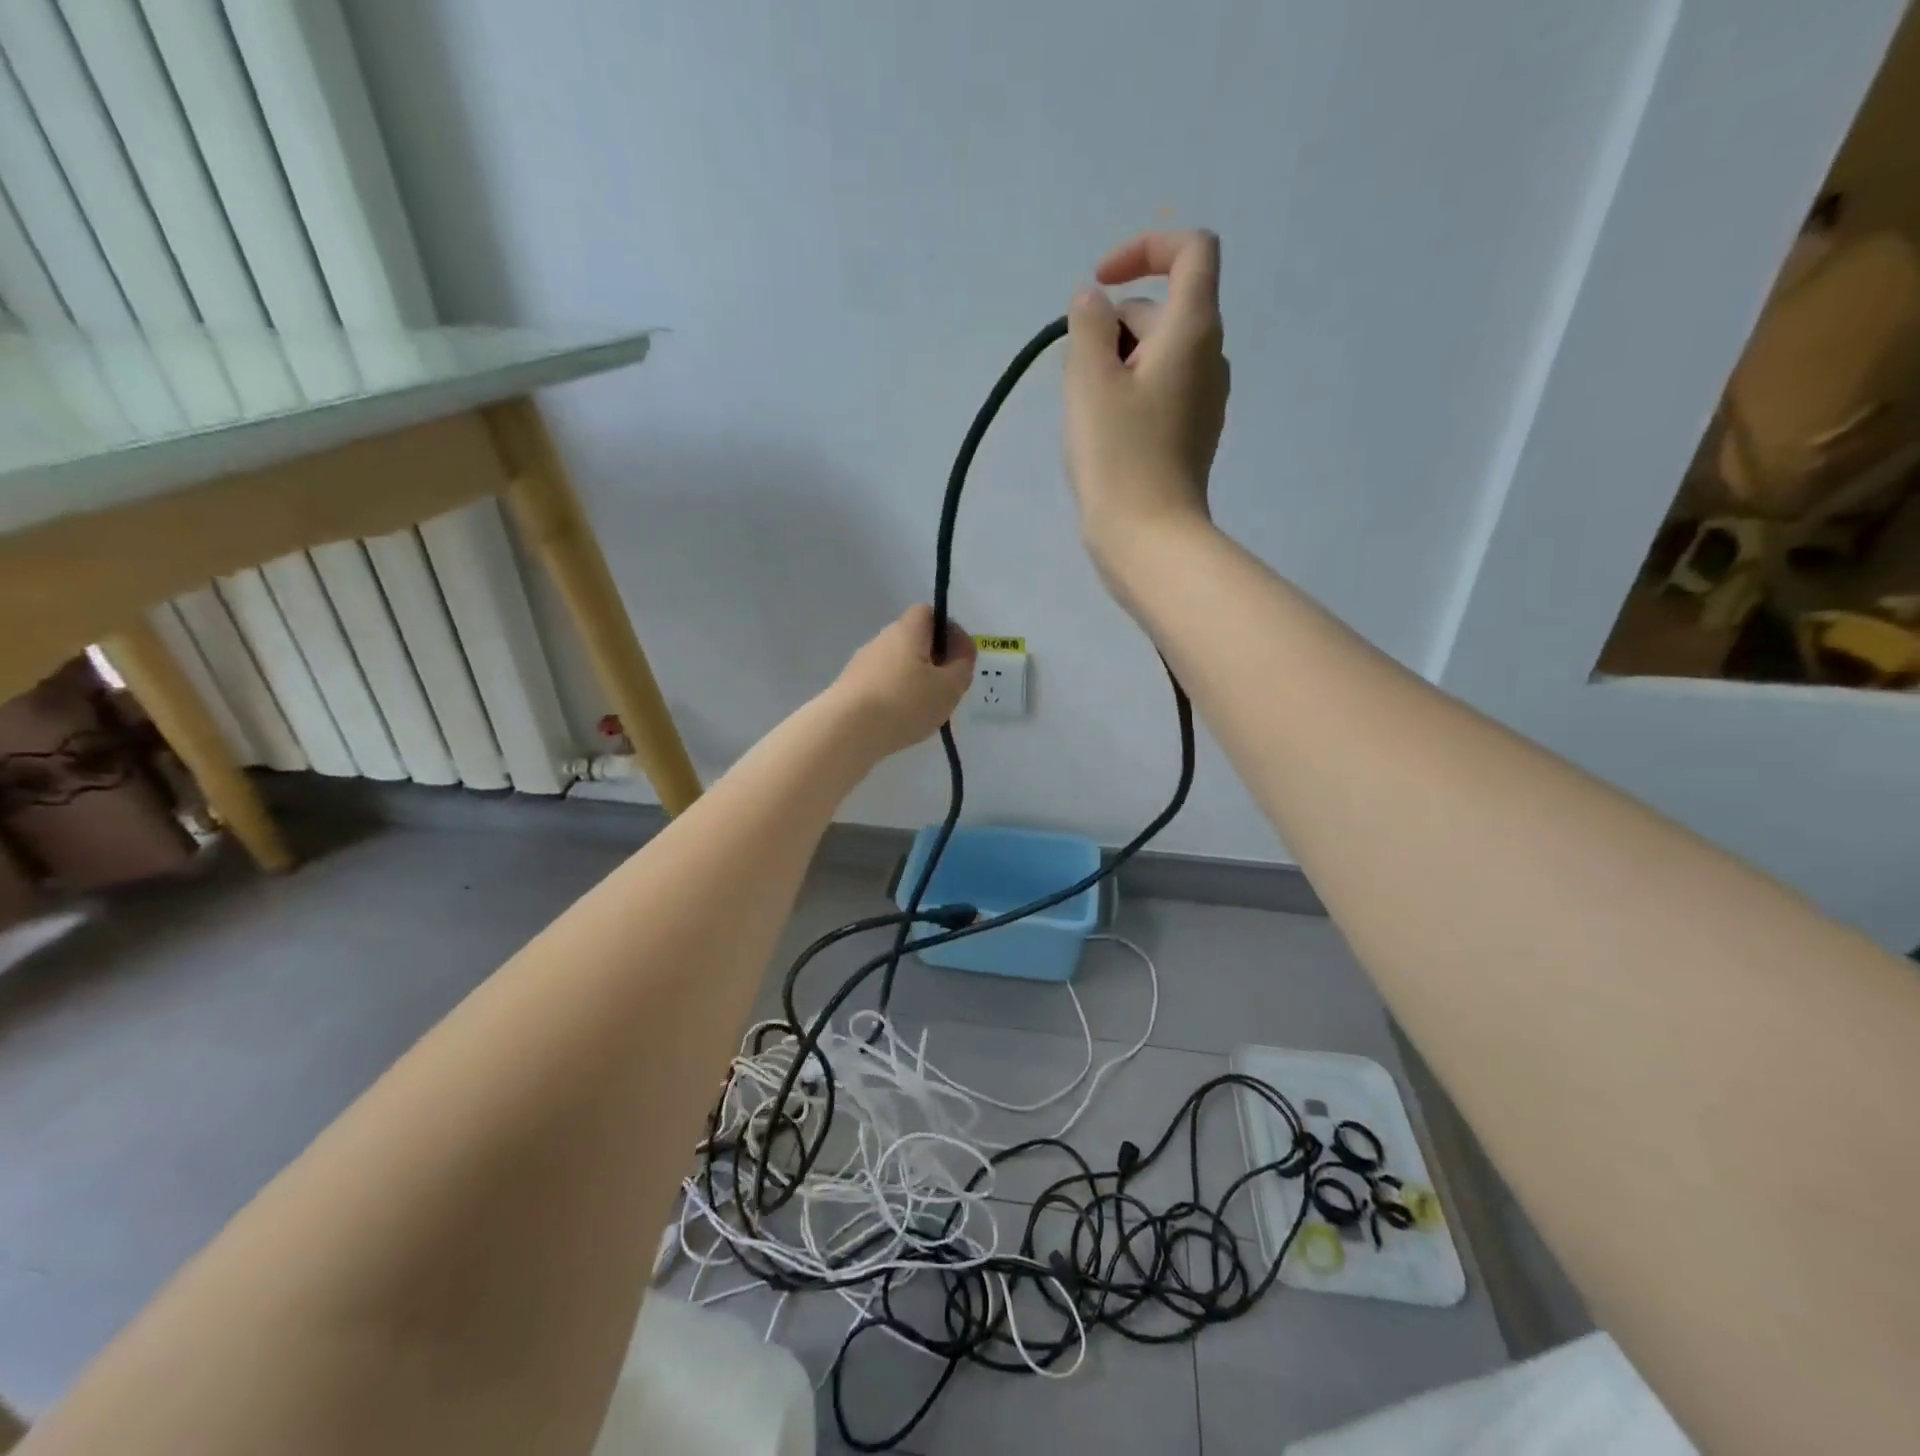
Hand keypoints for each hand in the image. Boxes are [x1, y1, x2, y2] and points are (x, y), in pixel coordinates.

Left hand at [827, 605, 975, 757]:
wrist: (845, 730)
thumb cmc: (904, 702)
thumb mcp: (948, 687)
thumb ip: (962, 666)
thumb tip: (960, 652)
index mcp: (907, 630)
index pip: (928, 612)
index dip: (948, 630)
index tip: (959, 657)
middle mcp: (881, 640)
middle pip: (913, 640)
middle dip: (933, 659)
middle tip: (947, 687)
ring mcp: (862, 664)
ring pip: (897, 664)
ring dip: (914, 680)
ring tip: (925, 710)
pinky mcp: (850, 687)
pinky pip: (882, 684)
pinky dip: (895, 696)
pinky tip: (901, 720)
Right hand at [1063, 229, 1229, 564]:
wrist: (1149, 538)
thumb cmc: (1118, 455)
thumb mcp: (1089, 380)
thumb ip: (1089, 326)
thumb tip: (1094, 304)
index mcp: (1194, 330)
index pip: (1192, 251)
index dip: (1146, 249)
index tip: (1100, 284)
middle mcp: (1210, 358)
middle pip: (1164, 309)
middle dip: (1114, 325)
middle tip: (1077, 375)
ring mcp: (1204, 401)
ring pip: (1158, 355)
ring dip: (1116, 363)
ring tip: (1085, 410)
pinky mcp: (1190, 435)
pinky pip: (1159, 392)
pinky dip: (1128, 394)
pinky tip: (1103, 434)